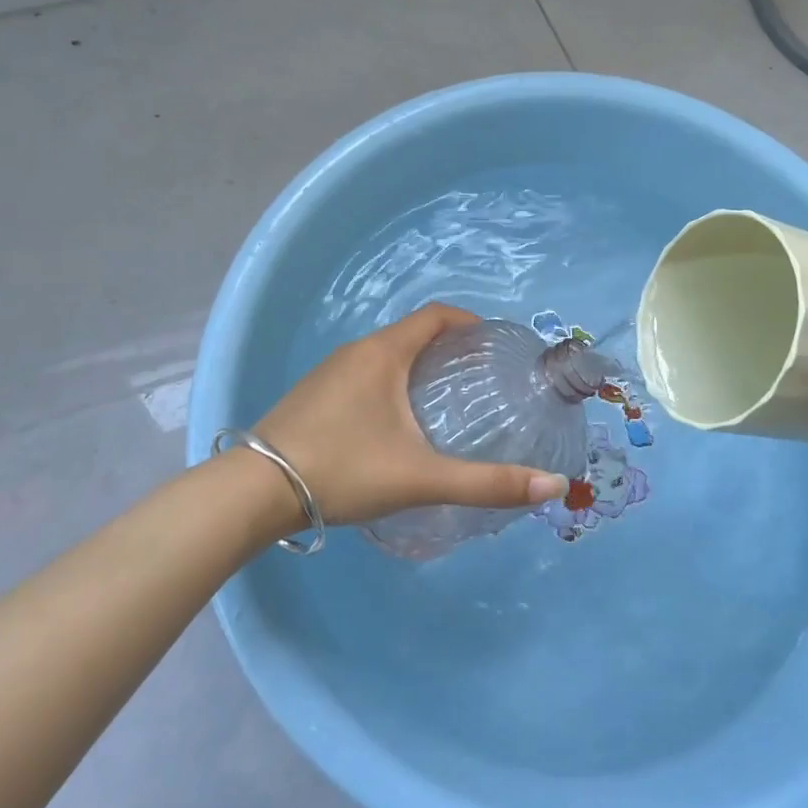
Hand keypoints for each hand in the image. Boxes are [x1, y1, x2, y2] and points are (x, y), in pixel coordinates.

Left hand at [255, 303, 568, 526]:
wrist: (253, 492)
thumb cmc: (343, 469)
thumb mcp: (421, 477)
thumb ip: (487, 483)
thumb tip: (553, 485)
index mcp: (383, 353)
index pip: (435, 316)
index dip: (468, 322)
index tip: (493, 345)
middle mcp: (355, 352)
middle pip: (411, 334)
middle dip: (447, 348)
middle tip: (477, 379)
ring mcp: (328, 373)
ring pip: (384, 355)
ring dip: (416, 366)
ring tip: (443, 401)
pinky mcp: (311, 396)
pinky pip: (362, 374)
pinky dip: (389, 383)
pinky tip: (394, 423)